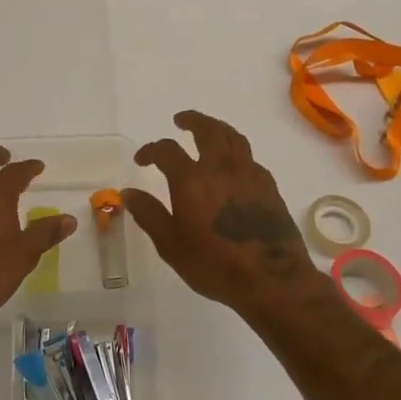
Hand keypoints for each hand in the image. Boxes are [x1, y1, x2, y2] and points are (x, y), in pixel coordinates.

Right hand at [124, 111, 326, 316]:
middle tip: (180, 120)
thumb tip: (129, 193)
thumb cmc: (214, 265)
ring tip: (209, 130)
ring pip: (234, 138)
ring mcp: (249, 175)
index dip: (151, 150)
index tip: (142, 159)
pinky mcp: (269, 187)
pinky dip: (237, 153)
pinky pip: (250, 158)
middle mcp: (221, 168)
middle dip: (192, 120)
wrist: (271, 279)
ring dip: (217, 128)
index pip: (166, 151)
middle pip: (207, 130)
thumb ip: (149, 215)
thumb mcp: (171, 245)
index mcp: (192, 180)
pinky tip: (234, 165)